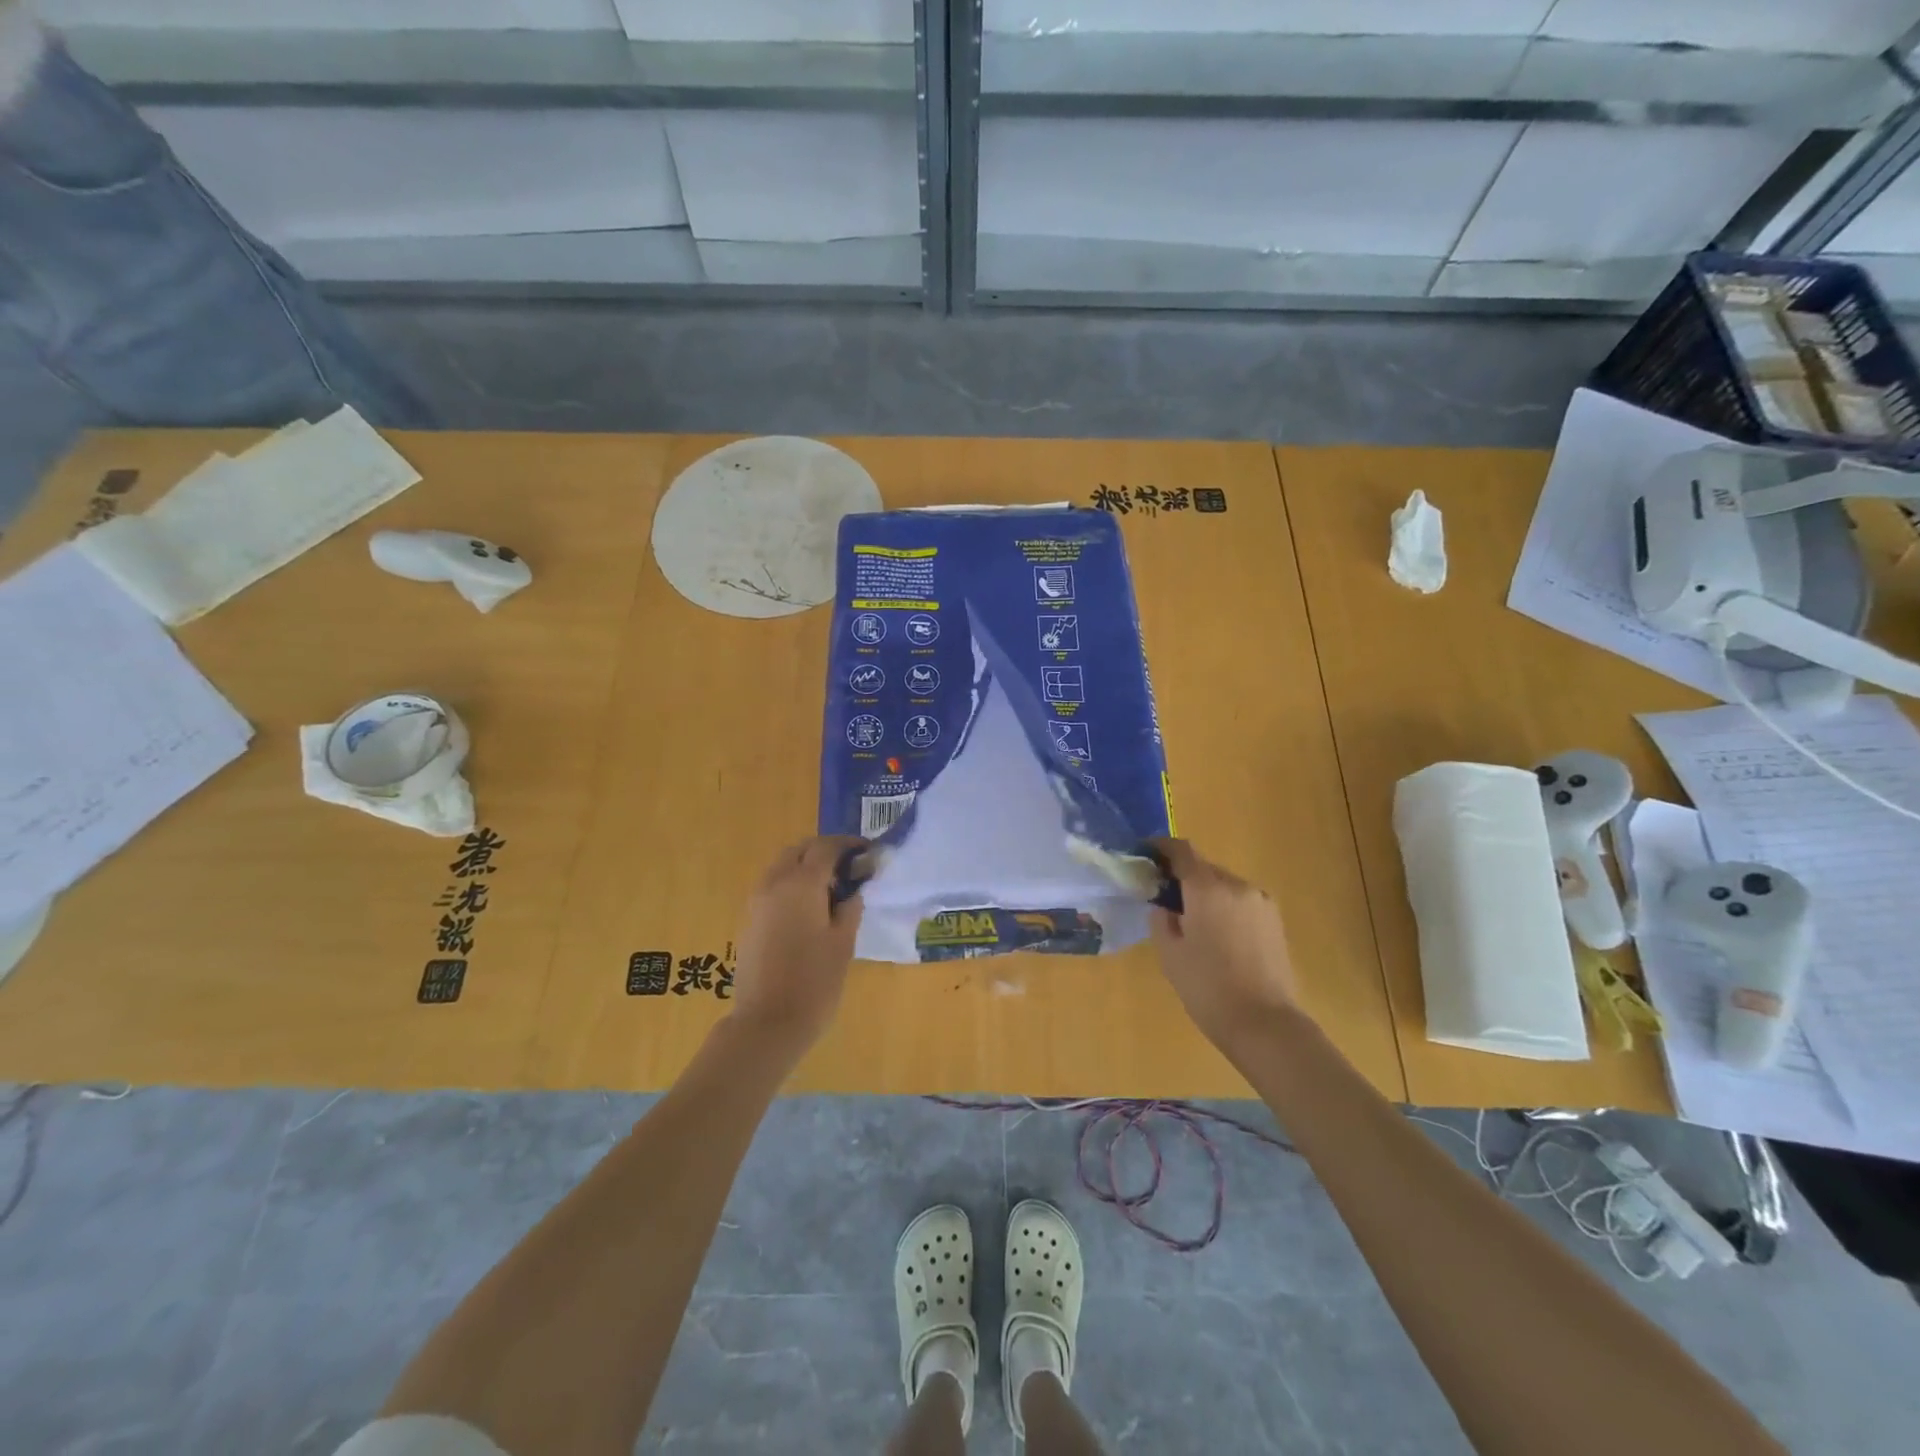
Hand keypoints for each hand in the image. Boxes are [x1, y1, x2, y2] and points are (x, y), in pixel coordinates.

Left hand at [726, 836, 866, 1050]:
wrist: (767, 1023)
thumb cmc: (814, 981)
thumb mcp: (843, 942)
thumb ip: (850, 907)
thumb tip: (855, 887)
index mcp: (801, 884)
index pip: (826, 847)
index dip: (849, 845)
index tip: (868, 853)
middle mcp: (775, 883)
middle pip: (799, 850)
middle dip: (824, 851)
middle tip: (849, 867)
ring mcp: (757, 901)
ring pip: (782, 866)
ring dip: (805, 866)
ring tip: (831, 888)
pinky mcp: (749, 919)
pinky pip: (772, 886)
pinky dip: (791, 884)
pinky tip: (809, 908)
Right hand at [1149, 839, 1300, 1053]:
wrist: (1265, 1025)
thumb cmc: (1208, 988)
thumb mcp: (1170, 954)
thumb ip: (1161, 919)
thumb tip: (1164, 904)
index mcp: (1207, 889)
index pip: (1181, 851)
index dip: (1161, 848)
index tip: (1145, 855)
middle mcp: (1237, 885)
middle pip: (1203, 867)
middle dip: (1182, 875)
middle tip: (1163, 895)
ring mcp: (1261, 902)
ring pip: (1224, 885)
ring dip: (1205, 893)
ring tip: (1190, 920)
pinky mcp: (1275, 921)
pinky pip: (1241, 902)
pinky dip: (1224, 907)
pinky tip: (1216, 934)